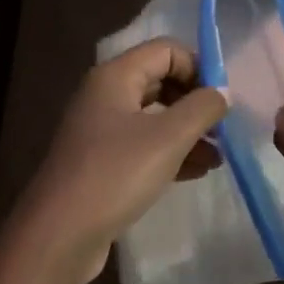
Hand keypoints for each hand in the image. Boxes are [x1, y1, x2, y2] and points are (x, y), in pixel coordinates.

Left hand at [6, 38, 228, 283]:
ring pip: (154, 119)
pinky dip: (171, 154)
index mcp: (114, 77)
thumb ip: (202, 108)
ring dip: (188, 133)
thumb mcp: (168, 138)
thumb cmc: (115, 175)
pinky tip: (197, 173)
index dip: (198, 67)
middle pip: (160, 82)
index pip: (165, 50)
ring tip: (218, 158)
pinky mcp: (102, 164)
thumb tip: (223, 92)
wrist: (61, 233)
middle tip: (223, 130)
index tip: (223, 100)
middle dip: (195, 103)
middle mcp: (104, 97)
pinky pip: (143, 148)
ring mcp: (100, 132)